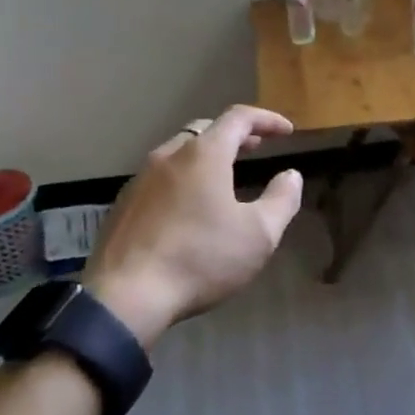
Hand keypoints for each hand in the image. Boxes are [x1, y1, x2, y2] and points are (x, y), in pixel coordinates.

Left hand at [85, 105, 304, 348]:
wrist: (126, 296)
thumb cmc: (201, 259)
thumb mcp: (259, 235)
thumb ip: (282, 199)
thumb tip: (291, 175)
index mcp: (203, 154)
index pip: (239, 118)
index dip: (267, 119)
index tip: (287, 131)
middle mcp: (169, 155)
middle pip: (205, 130)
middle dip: (235, 135)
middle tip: (256, 147)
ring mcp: (140, 179)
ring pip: (179, 152)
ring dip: (206, 156)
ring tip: (224, 176)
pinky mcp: (123, 204)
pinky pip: (160, 177)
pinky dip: (183, 178)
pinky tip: (188, 206)